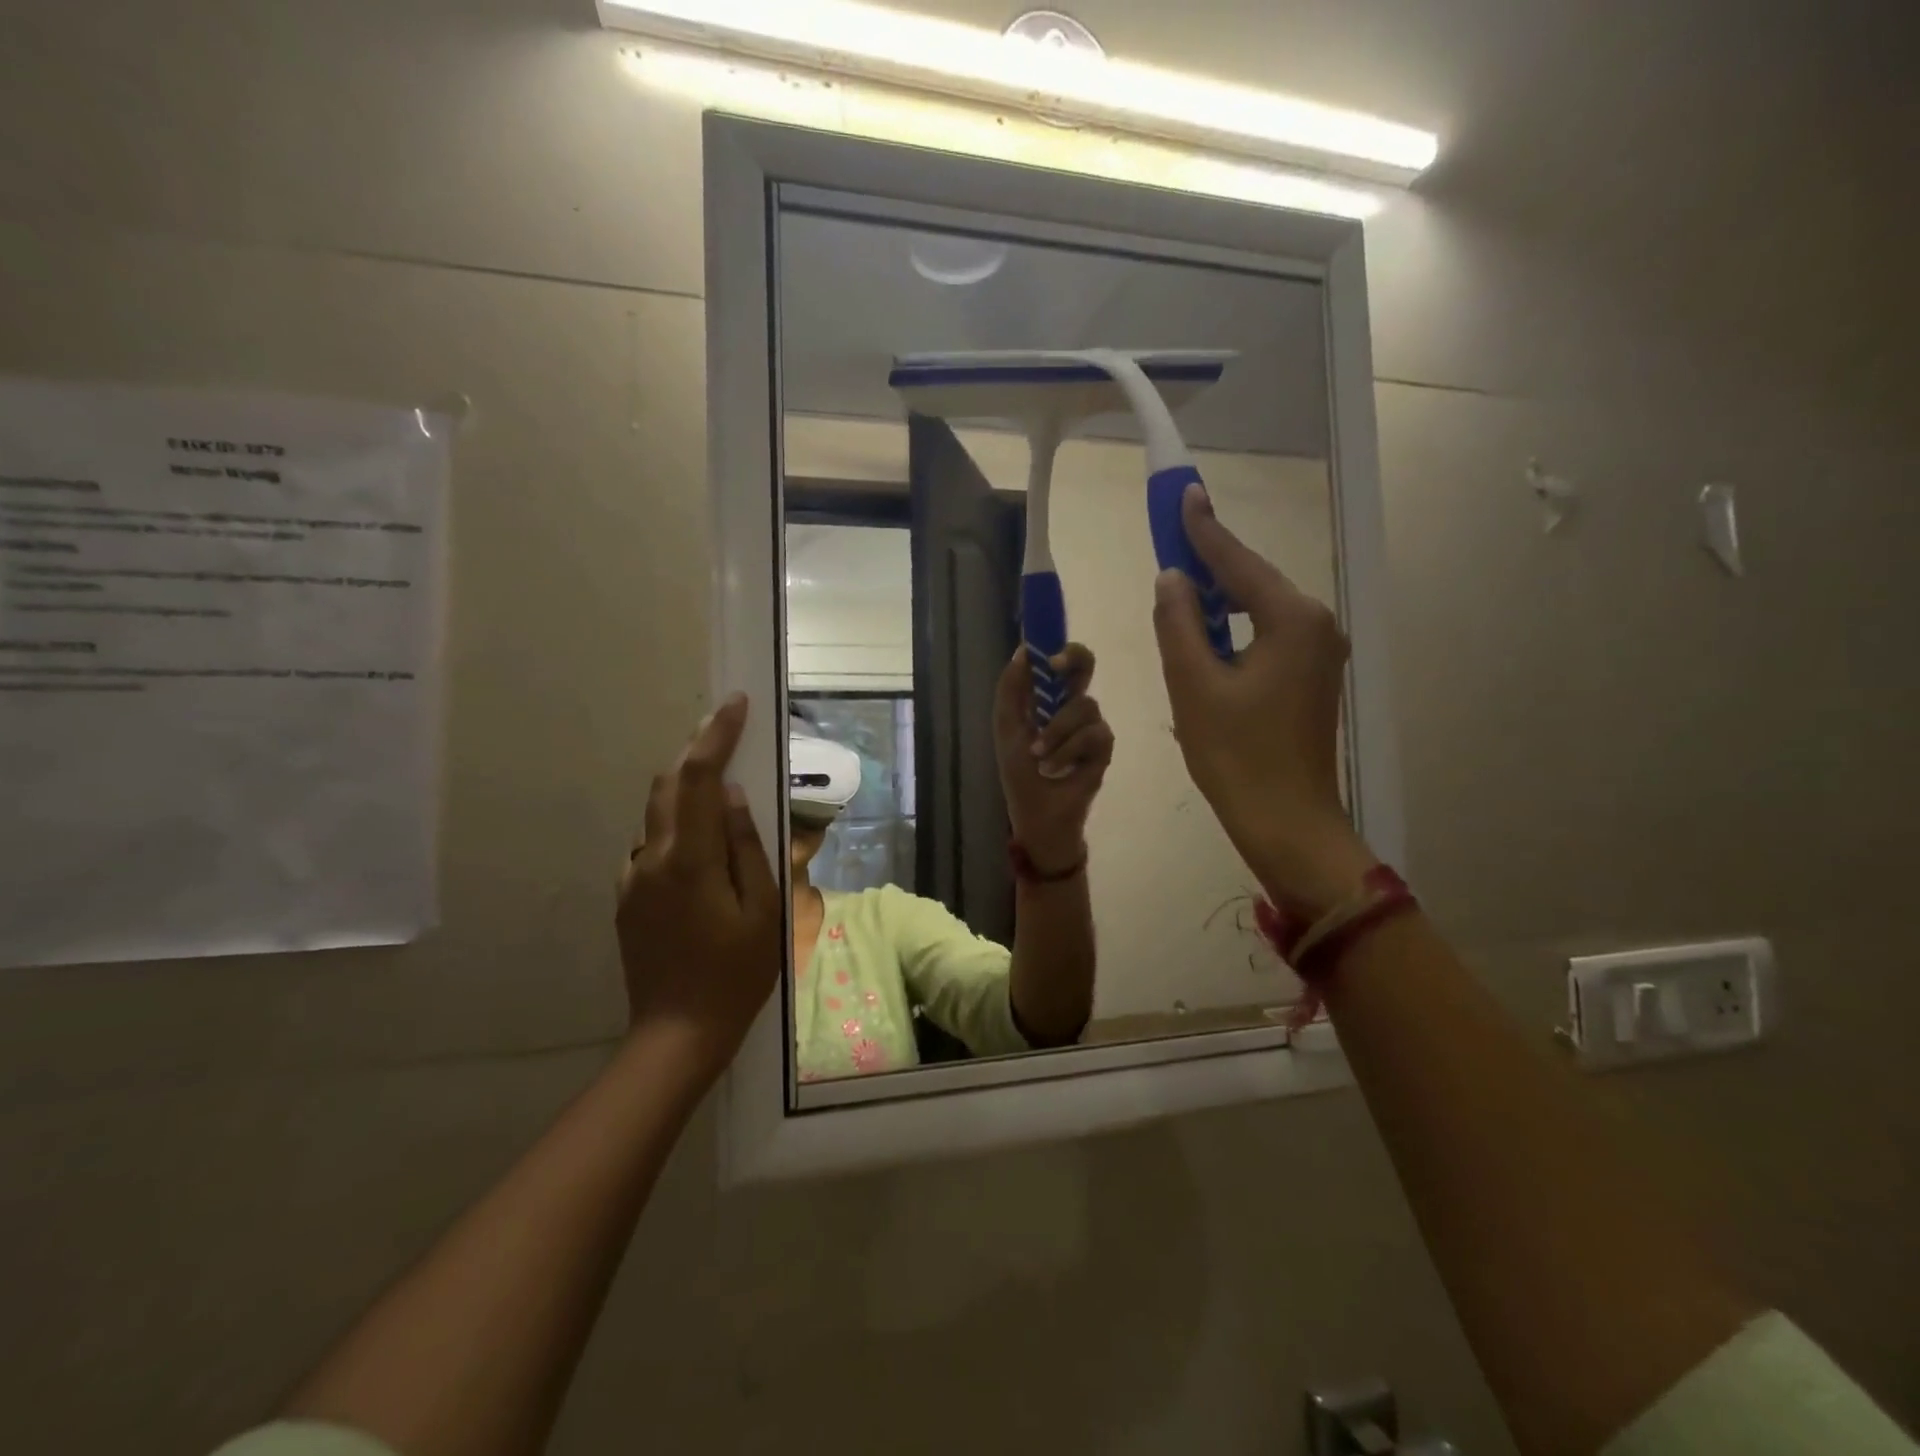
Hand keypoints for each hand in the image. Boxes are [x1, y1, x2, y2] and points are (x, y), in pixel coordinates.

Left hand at [617, 694, 781, 1083]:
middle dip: (697, 753)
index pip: (700, 779)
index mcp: (690, 859)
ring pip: (657, 815)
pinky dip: (676, 829)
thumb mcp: (764, 910)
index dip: (717, 736)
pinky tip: (701, 851)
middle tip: (729, 737)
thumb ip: (748, 847)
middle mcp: (652, 859)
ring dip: (687, 792)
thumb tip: (735, 797)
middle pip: (668, 786)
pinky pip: (652, 847)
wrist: (677, 1034)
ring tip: (721, 794)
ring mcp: (633, 879)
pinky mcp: (626, 898)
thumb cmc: (737, 974)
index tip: (735, 704)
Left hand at [993, 643, 1114, 873]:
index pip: (1059, 662)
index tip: (1044, 651)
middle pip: (1085, 666)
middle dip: (1074, 660)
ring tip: (1039, 757)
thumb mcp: (1007, 729)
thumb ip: (1011, 690)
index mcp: (1047, 699)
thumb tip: (1022, 651)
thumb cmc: (1020, 774)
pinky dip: (1069, 751)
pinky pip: (1093, 734)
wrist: (1038, 814)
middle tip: (1056, 668)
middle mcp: (1072, 706)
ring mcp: (1091, 726)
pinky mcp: (1104, 748)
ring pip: (1084, 706)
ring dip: (1056, 732)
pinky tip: (1057, 768)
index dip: (1056, 648)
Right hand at [1152, 485, 1376, 916]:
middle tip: (1172, 544)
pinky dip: (1236, 629)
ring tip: (1181, 592)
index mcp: (1293, 619)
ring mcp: (1322, 653)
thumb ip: (1179, 622)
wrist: (1286, 821)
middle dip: (1212, 564)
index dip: (1204, 529)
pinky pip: (1269, 636)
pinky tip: (1208, 637)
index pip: (1238, 562)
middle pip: (1254, 582)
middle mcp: (1318, 625)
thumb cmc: (1235, 754)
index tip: (1184, 493)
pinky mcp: (1314, 678)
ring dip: (1221, 601)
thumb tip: (1173, 578)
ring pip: (1261, 611)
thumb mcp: (1193, 684)